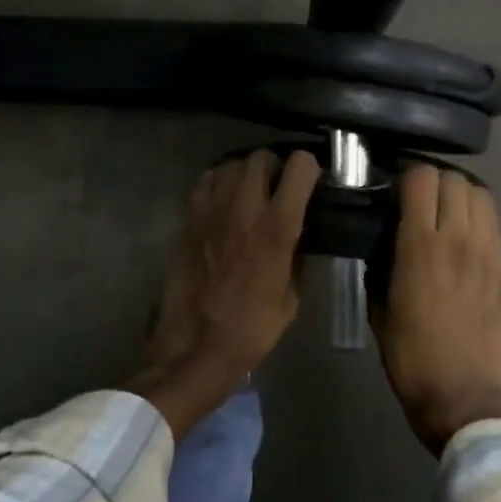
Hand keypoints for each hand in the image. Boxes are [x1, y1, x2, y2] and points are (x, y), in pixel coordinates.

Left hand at [126, 149, 321, 437]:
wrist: (196, 344)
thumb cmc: (252, 328)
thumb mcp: (292, 296)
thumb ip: (298, 255)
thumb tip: (301, 233)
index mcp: (277, 228)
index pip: (299, 168)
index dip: (310, 169)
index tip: (312, 181)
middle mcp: (245, 208)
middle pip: (262, 157)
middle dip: (275, 166)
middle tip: (279, 185)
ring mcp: (212, 210)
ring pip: (232, 164)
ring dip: (246, 172)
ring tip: (250, 190)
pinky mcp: (188, 218)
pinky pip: (206, 180)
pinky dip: (218, 181)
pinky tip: (224, 199)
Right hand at [373, 164, 500, 454]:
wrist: (460, 392)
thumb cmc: (409, 354)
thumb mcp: (379, 306)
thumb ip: (380, 264)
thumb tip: (383, 238)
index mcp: (418, 247)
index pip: (420, 179)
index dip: (405, 175)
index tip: (393, 188)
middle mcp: (456, 239)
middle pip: (453, 179)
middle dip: (432, 181)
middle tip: (418, 198)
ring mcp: (486, 251)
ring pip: (480, 193)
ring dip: (459, 193)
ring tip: (444, 209)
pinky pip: (494, 221)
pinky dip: (478, 214)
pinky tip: (464, 231)